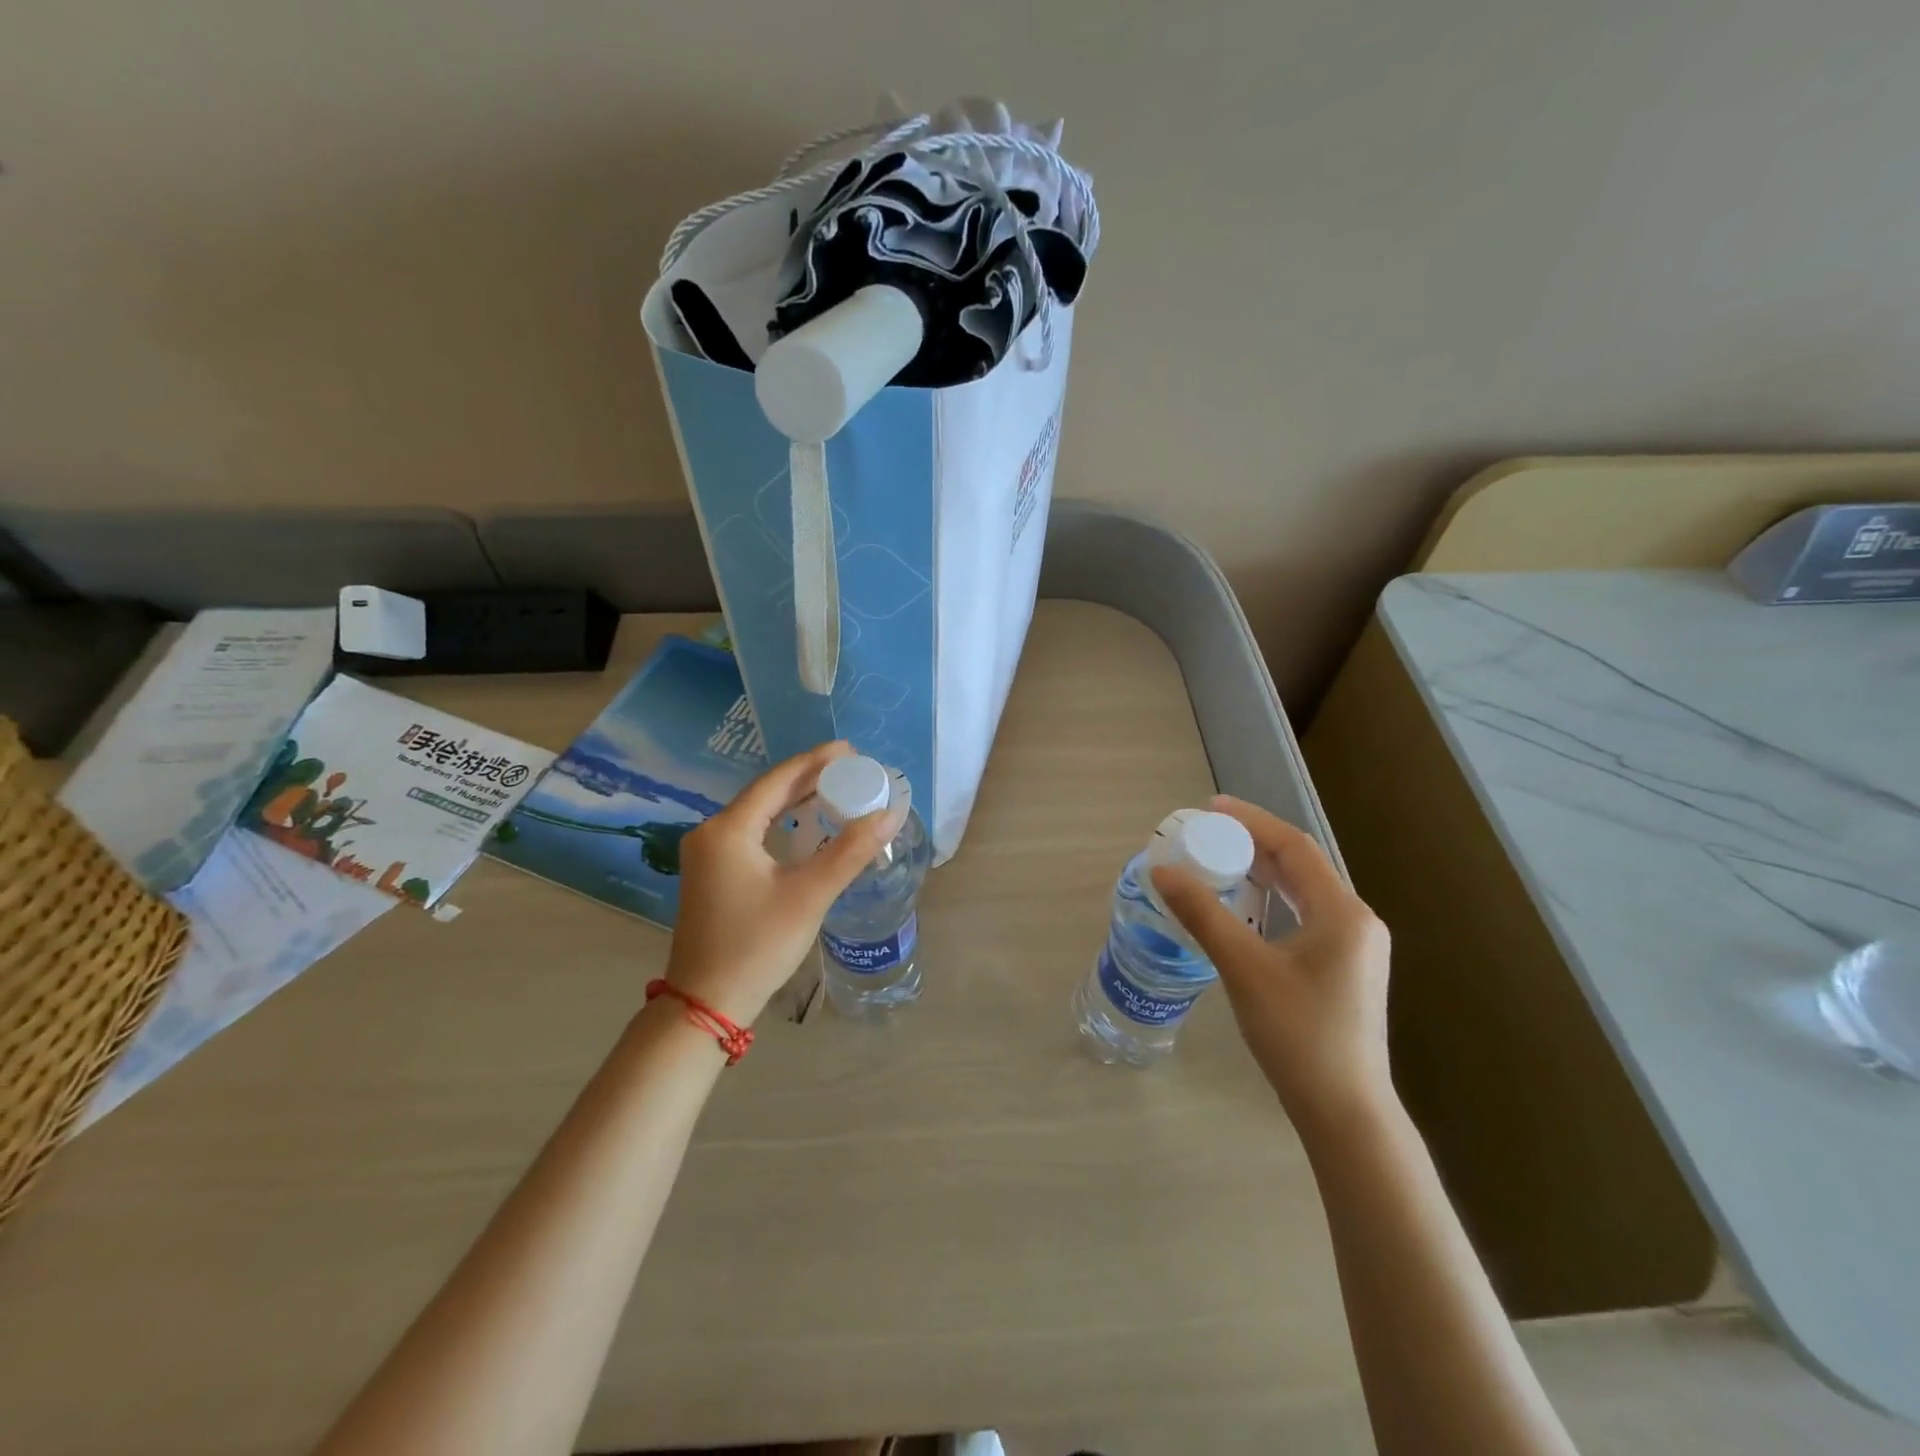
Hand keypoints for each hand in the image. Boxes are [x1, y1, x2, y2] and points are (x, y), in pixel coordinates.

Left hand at [664, 742, 892, 1026]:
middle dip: (808, 779)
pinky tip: (804, 826)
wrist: (706, 1003)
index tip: (849, 749)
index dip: (815, 761)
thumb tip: (890, 813)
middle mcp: (712, 833)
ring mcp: (707, 855)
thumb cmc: (757, 945)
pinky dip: (780, 824)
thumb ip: (850, 851)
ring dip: (795, 801)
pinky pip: (751, 833)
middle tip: (849, 769)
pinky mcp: (712, 874)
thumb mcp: (809, 895)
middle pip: (766, 793)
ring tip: (834, 790)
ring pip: (758, 813)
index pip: (778, 781)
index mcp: (728, 830)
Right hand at [1152, 796, 1393, 1136]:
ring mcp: (1354, 946)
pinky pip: (1305, 915)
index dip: (1252, 821)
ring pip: (1304, 891)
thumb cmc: (1298, 1035)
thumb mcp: (1244, 968)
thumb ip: (1203, 914)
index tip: (1211, 807)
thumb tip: (1162, 871)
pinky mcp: (1344, 967)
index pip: (1295, 847)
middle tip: (1208, 834)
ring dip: (1262, 872)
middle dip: (1253, 844)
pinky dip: (1272, 900)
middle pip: (1301, 865)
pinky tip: (1245, 908)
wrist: (1344, 1111)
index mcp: (1342, 913)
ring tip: (1219, 862)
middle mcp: (1356, 921)